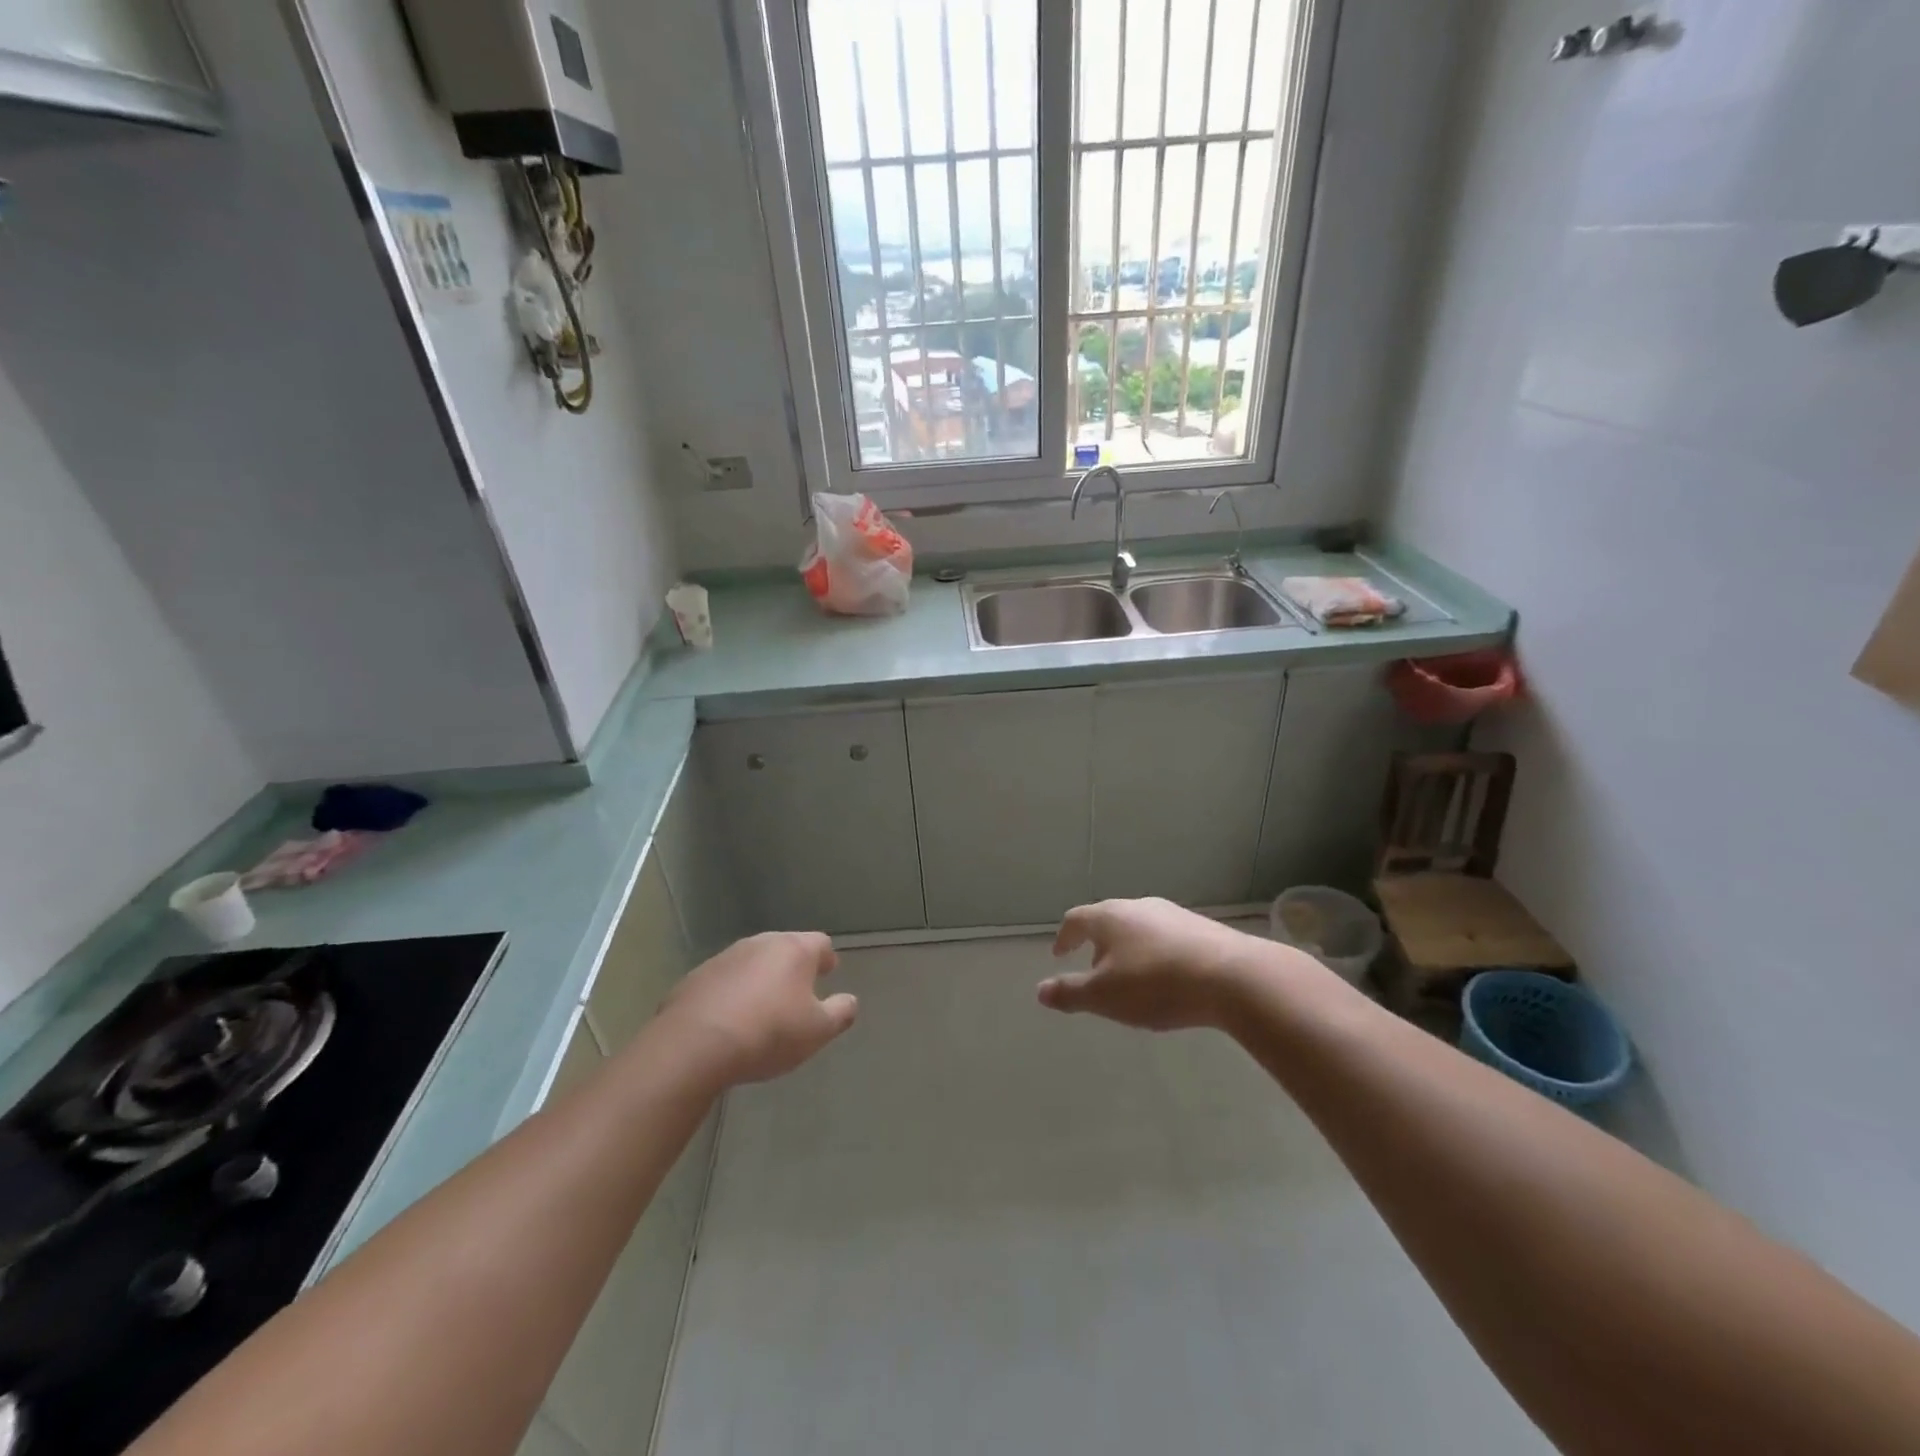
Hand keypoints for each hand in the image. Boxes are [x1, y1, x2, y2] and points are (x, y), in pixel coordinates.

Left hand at [657, 932, 857, 1085]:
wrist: (694, 1045)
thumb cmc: (768, 1033)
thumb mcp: (817, 1031)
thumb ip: (840, 1013)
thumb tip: (850, 1001)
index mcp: (794, 950)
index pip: (820, 943)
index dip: (826, 958)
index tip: (829, 972)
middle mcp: (761, 944)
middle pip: (785, 947)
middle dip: (794, 965)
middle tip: (799, 989)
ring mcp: (725, 958)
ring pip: (753, 961)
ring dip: (761, 977)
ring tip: (764, 1005)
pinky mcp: (696, 977)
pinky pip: (724, 980)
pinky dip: (732, 992)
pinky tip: (730, 1018)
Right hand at [1040, 898, 1302, 1031]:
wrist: (1232, 977)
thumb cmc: (1156, 984)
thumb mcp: (1104, 997)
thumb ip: (1070, 993)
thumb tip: (1040, 991)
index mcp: (1109, 917)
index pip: (1075, 920)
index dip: (1064, 938)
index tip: (1060, 955)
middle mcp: (1138, 906)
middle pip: (1108, 920)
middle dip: (1098, 944)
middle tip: (1095, 970)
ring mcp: (1172, 914)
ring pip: (1139, 928)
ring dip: (1128, 949)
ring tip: (1131, 978)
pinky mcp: (1201, 927)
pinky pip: (1167, 938)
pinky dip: (1156, 954)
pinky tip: (1167, 978)